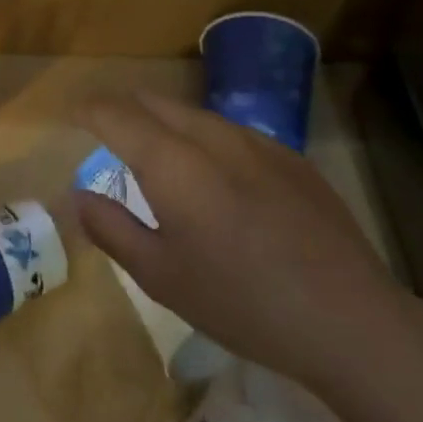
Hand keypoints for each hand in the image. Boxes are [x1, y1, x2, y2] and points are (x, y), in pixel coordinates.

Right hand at [72, 91, 413, 394]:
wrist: (350, 321)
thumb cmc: (241, 302)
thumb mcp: (160, 276)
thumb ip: (111, 228)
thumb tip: (79, 195)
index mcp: (172, 162)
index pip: (115, 113)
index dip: (88, 109)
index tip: (72, 115)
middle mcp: (211, 136)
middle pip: (154, 101)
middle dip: (123, 109)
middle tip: (105, 132)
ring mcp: (257, 142)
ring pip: (194, 114)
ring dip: (164, 123)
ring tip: (158, 155)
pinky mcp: (291, 158)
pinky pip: (231, 132)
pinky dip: (204, 139)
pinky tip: (217, 177)